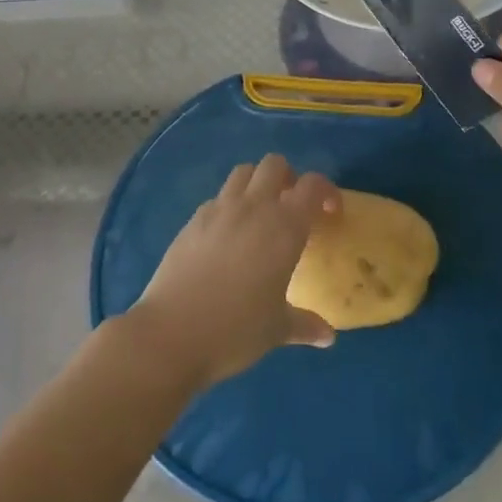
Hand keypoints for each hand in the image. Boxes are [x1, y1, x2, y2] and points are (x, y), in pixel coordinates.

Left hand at [125, 155, 338, 389]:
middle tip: (292, 207)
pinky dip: (229, 205)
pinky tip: (227, 235)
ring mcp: (219, 209)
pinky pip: (217, 198)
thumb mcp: (277, 330)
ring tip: (260, 214)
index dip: (326, 192)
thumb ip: (305, 325)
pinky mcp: (193, 220)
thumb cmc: (235, 330)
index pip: (312, 186)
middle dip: (288, 178)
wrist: (171, 333)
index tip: (330, 213)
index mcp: (284, 226)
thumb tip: (327, 336)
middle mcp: (253, 207)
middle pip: (275, 164)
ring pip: (243, 172)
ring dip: (256, 183)